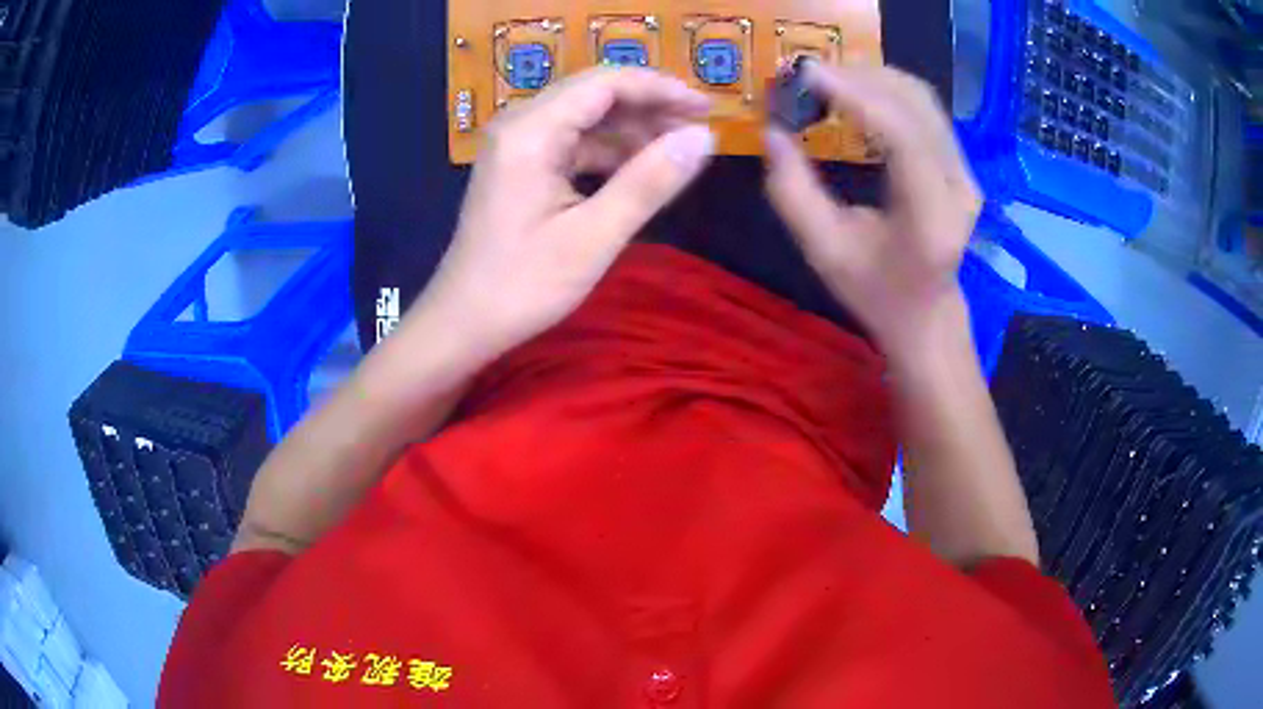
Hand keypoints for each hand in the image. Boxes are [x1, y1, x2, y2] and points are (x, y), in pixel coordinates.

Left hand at [410, 67, 715, 365]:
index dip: (660, 89)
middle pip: (595, 94)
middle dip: (649, 107)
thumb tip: (704, 137)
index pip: (605, 83)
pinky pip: (572, 143)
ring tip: (677, 154)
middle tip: (698, 133)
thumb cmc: (523, 285)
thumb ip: (649, 181)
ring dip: (632, 131)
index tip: (706, 109)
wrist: (463, 323)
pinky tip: (638, 171)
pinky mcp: (520, 166)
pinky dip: (609, 152)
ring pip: (585, 118)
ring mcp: (517, 145)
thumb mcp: (593, 236)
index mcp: (531, 131)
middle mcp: (520, 125)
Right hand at [763, 64, 981, 361]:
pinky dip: (886, 91)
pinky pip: (924, 109)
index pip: (901, 135)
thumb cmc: (874, 291)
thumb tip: (773, 132)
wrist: (927, 313)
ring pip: (922, 99)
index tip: (806, 74)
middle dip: (859, 78)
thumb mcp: (823, 252)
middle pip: (915, 104)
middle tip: (807, 75)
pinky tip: (855, 94)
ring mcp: (965, 172)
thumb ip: (792, 193)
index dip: (855, 96)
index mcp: (930, 217)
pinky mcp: (960, 164)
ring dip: (872, 79)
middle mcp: (958, 186)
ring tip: (826, 81)